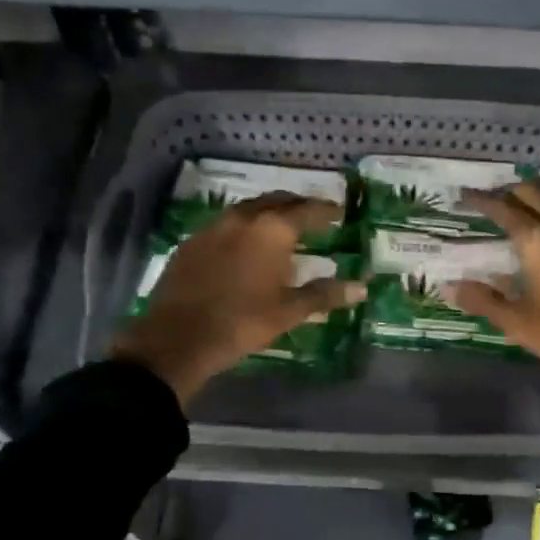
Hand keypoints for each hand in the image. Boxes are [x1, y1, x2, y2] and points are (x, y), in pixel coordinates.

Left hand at [110, 194, 364, 405]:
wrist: (177, 338)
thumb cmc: (242, 323)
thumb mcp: (288, 311)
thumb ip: (324, 295)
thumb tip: (361, 288)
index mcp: (271, 231)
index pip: (307, 211)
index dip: (326, 211)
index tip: (339, 213)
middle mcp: (242, 219)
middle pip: (276, 201)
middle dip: (297, 205)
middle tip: (313, 216)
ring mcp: (213, 228)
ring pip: (248, 209)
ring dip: (268, 213)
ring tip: (282, 227)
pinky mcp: (191, 242)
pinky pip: (225, 224)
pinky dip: (244, 227)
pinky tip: (245, 244)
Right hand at [446, 182, 539, 401]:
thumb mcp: (520, 324)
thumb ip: (484, 301)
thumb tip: (450, 286)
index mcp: (539, 240)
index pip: (503, 209)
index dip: (481, 201)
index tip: (464, 197)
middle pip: (535, 193)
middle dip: (511, 192)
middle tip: (494, 199)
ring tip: (525, 202)